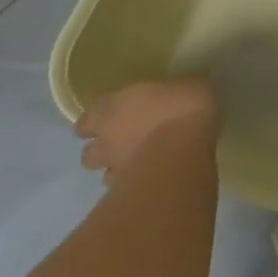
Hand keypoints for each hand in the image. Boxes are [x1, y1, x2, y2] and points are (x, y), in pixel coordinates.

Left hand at [76, 78, 217, 184]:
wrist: (184, 151)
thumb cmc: (182, 108)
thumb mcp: (190, 85)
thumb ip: (179, 91)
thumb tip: (189, 89)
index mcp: (112, 107)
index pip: (88, 118)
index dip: (95, 121)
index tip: (108, 119)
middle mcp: (106, 139)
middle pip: (88, 152)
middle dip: (100, 150)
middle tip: (120, 145)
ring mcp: (116, 168)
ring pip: (103, 174)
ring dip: (115, 170)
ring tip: (134, 166)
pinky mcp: (129, 191)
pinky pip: (124, 191)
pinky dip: (132, 187)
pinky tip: (149, 181)